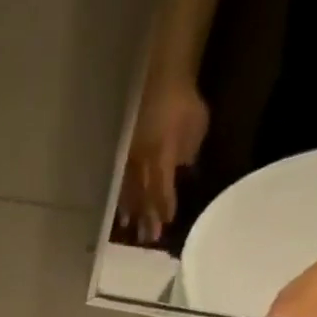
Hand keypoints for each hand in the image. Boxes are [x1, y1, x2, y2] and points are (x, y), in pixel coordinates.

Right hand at [118, 76, 208, 244]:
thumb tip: (183, 171)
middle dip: (146, 218)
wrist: (160, 77)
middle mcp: (142, 163)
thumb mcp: (196, 126)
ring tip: (129, 230)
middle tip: (147, 239)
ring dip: (130, 212)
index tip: (166, 226)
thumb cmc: (183, 101)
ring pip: (129, 192)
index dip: (164, 208)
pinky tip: (121, 210)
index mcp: (161, 156)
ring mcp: (130, 160)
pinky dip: (121, 198)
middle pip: (143, 196)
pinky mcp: (123, 155)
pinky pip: (121, 182)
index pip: (162, 189)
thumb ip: (188, 152)